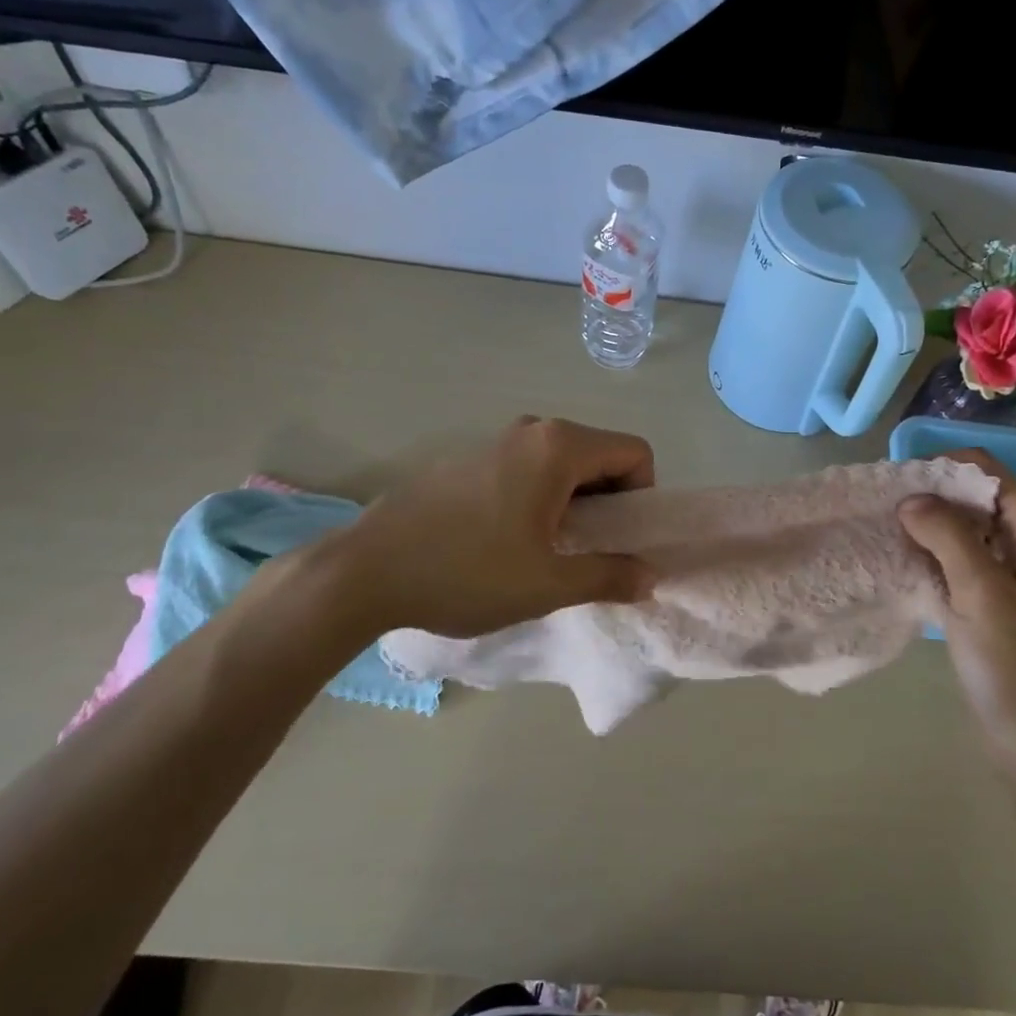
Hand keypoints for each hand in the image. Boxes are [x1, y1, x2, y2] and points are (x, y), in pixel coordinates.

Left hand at [313, 416, 657, 640]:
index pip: (634, 452)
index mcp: (558, 447)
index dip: (642, 496)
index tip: (618, 539)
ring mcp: (493, 440)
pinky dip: (538, 497)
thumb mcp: (548, 585)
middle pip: (599, 454)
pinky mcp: (466, 459)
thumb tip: (650, 576)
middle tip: (587, 550)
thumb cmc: (467, 573)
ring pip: (561, 463)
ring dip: (572, 502)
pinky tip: (505, 541)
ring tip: (547, 550)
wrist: (365, 571)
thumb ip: (609, 576)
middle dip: (608, 501)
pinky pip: (526, 468)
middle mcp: (531, 429)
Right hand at [898, 450, 1015, 783]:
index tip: (897, 487)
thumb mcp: (983, 596)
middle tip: (883, 512)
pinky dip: (932, 557)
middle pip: (974, 497)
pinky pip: (959, 562)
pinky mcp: (995, 603)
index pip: (986, 471)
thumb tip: (911, 498)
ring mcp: (1013, 575)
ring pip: (964, 530)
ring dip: (927, 527)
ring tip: (884, 534)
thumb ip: (949, 537)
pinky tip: (901, 566)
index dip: (941, 469)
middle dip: (930, 496)